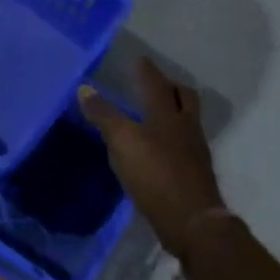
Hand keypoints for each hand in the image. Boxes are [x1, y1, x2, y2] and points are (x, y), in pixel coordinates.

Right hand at [79, 58, 228, 256]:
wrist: (191, 219)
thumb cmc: (155, 174)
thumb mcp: (122, 142)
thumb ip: (104, 116)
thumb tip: (84, 89)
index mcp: (168, 115)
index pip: (156, 84)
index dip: (146, 71)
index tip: (139, 59)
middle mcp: (186, 128)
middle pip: (185, 98)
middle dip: (171, 87)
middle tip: (157, 82)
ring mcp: (195, 151)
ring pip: (187, 121)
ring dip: (175, 111)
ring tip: (158, 113)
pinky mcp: (195, 173)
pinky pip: (185, 144)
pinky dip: (174, 138)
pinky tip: (161, 148)